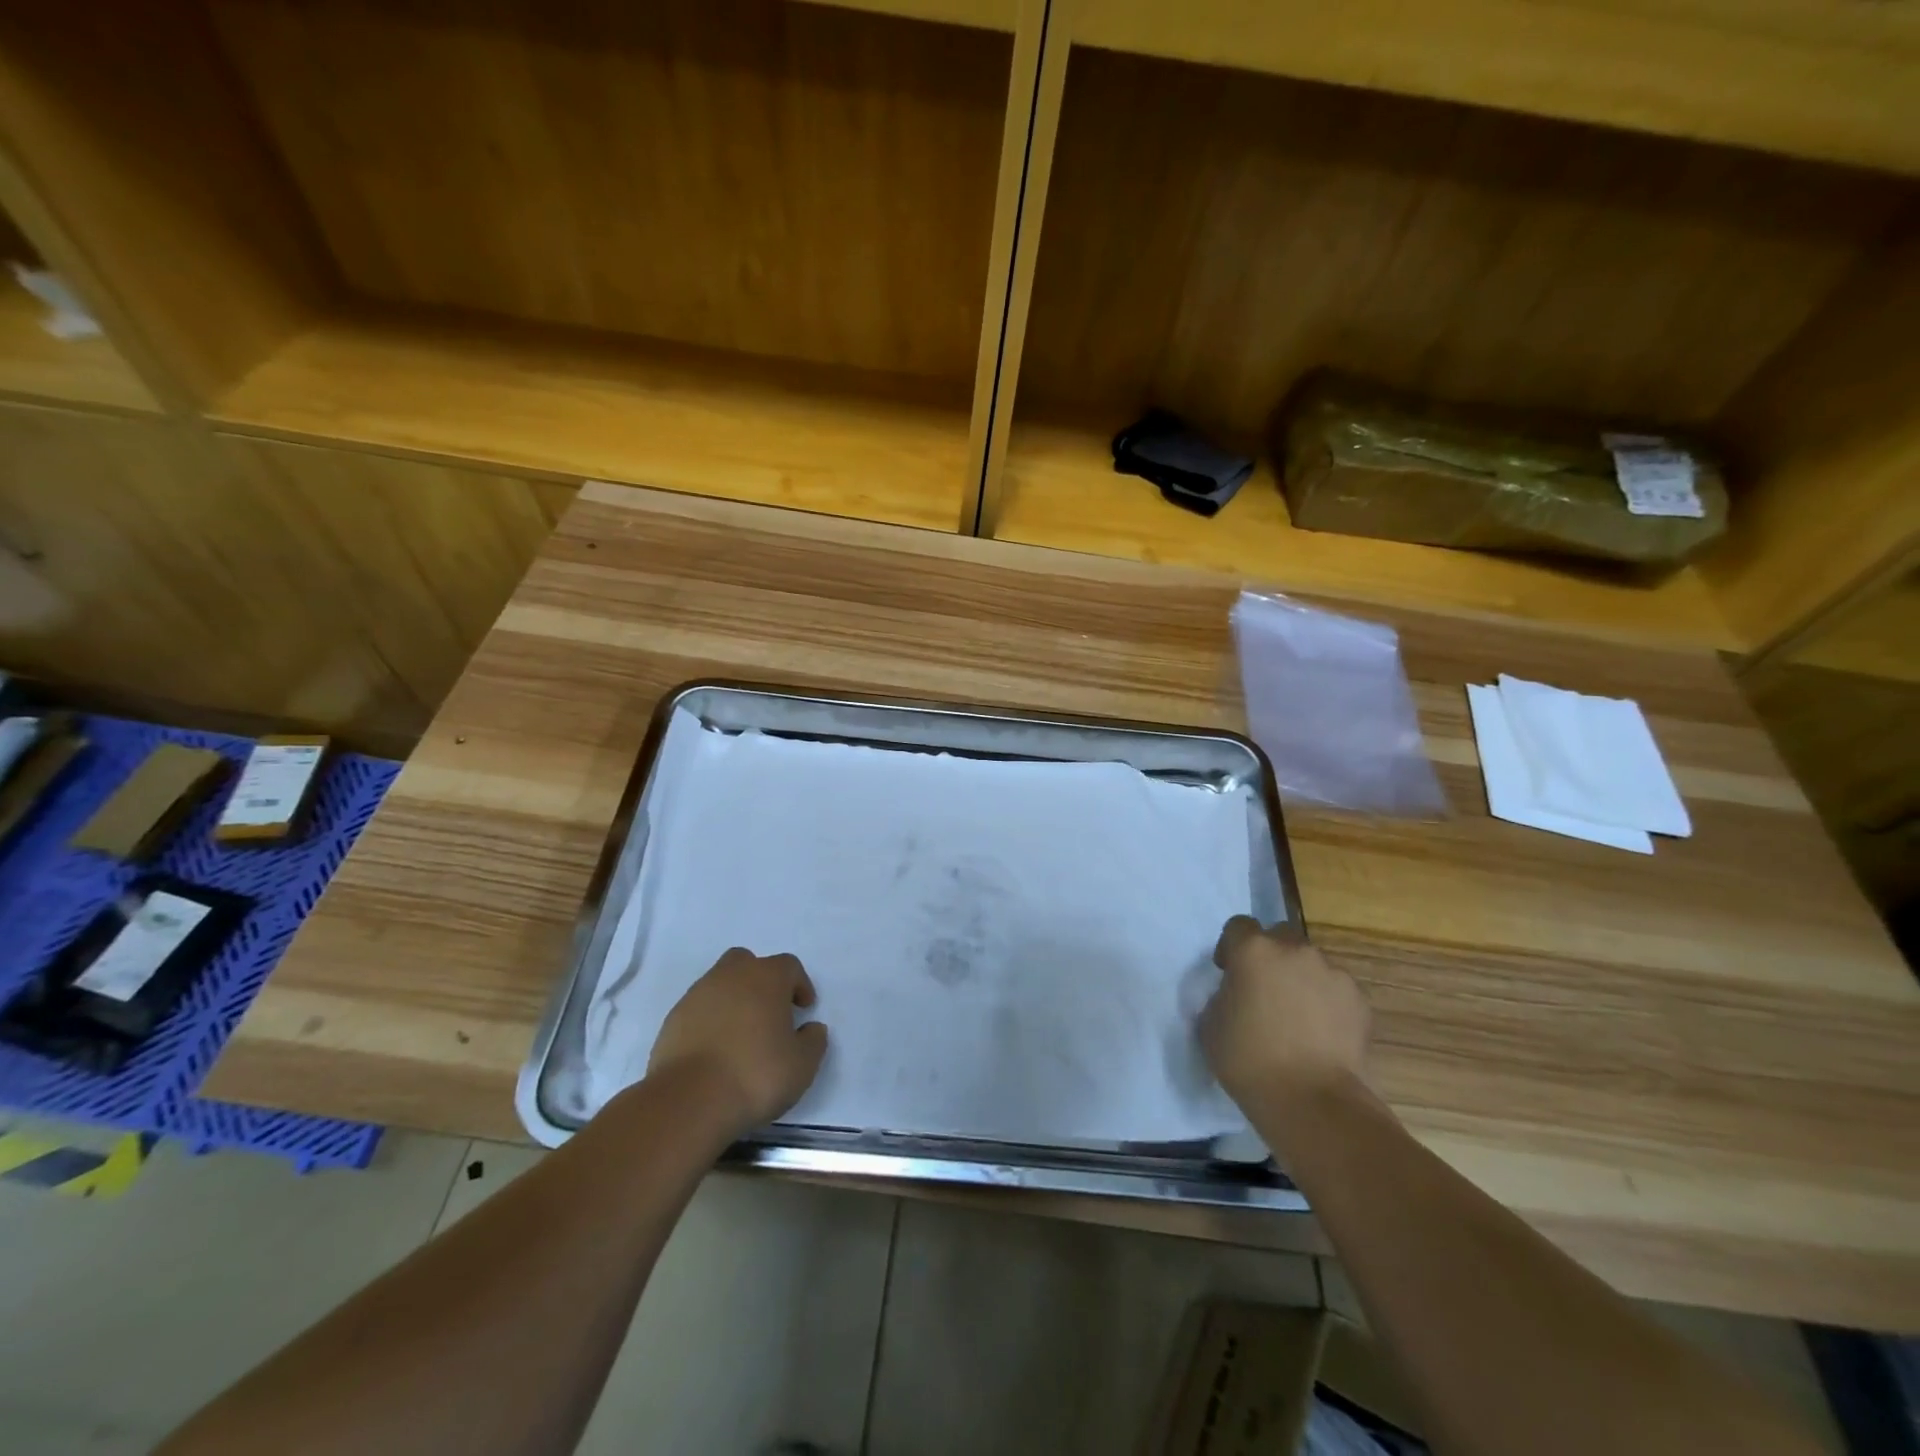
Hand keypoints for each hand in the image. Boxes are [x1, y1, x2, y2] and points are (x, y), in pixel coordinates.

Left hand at [648, 948, 828, 1136]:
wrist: (688, 1100)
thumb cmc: (755, 1074)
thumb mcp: (802, 1065)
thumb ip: (813, 1041)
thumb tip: (811, 1028)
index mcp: (766, 978)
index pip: (789, 966)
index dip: (799, 985)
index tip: (803, 1009)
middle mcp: (731, 976)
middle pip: (748, 962)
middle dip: (760, 981)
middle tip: (769, 1011)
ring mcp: (697, 995)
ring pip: (720, 984)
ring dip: (733, 1000)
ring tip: (741, 1035)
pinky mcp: (672, 1020)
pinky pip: (698, 1010)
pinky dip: (709, 1021)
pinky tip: (715, 1050)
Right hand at [1201, 917, 1371, 1110]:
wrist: (1312, 1102)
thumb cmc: (1249, 1061)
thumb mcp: (1210, 1024)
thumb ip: (1222, 995)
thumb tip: (1236, 994)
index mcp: (1253, 950)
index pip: (1238, 926)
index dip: (1231, 947)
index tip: (1229, 973)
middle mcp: (1294, 950)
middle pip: (1279, 936)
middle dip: (1271, 956)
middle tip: (1265, 991)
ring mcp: (1332, 972)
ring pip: (1311, 963)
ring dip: (1301, 979)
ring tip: (1298, 1017)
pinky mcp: (1360, 999)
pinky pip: (1336, 989)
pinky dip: (1328, 1002)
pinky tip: (1322, 1033)